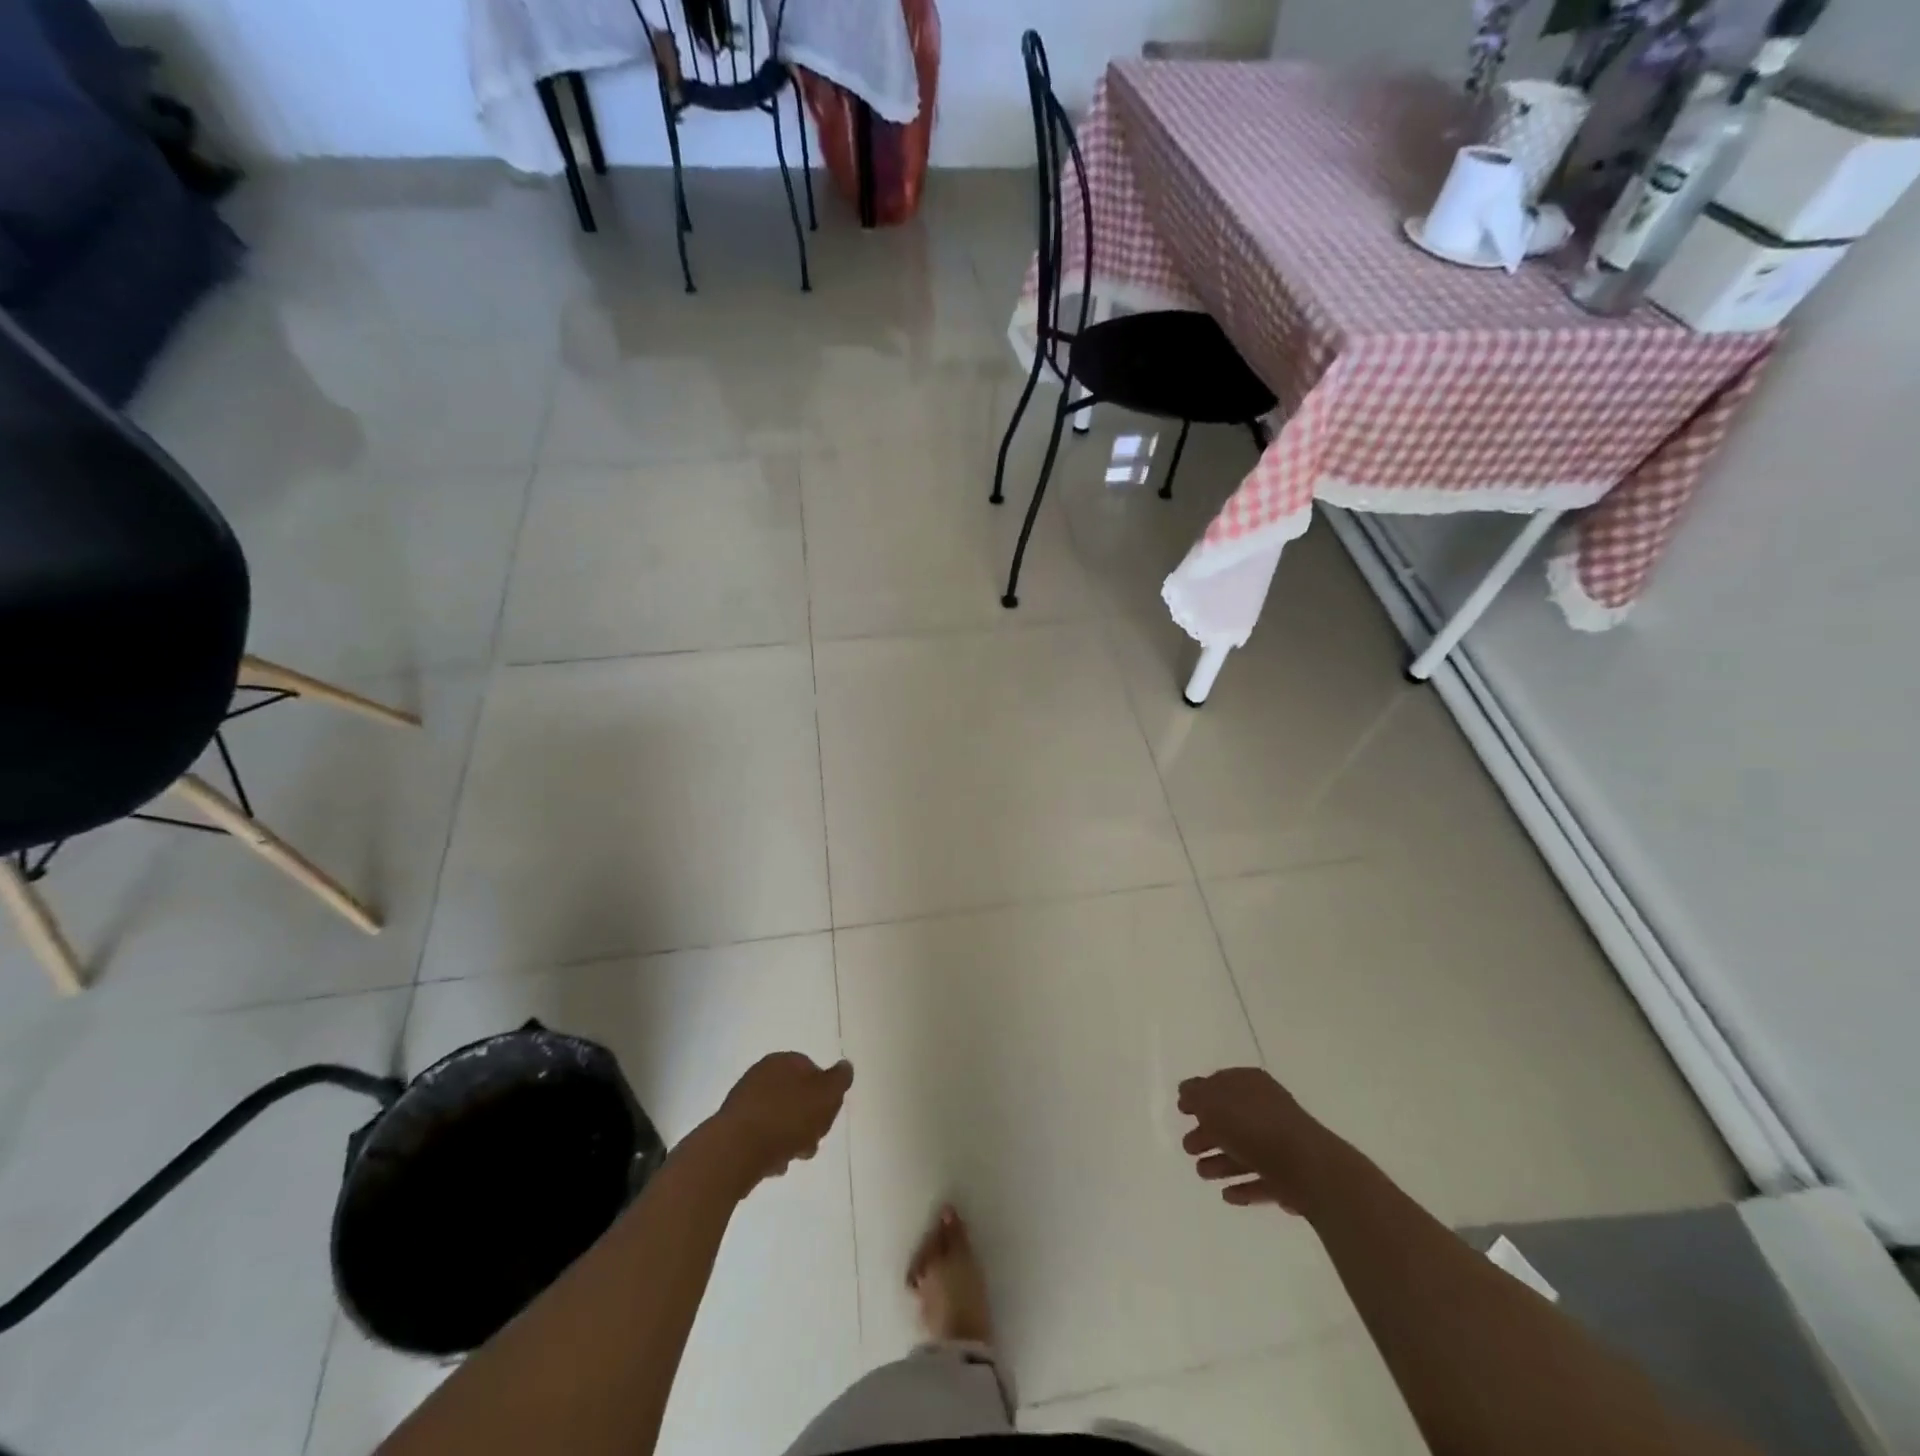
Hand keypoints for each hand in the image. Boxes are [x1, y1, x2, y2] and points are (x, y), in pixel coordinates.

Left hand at [706, 1053, 853, 1188]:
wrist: (734, 1152)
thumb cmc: (786, 1118)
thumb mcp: (826, 1095)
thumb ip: (839, 1080)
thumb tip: (845, 1066)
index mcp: (783, 1061)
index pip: (813, 1071)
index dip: (825, 1095)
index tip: (829, 1115)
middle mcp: (761, 1075)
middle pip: (796, 1097)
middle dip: (809, 1120)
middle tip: (814, 1139)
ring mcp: (744, 1103)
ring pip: (779, 1119)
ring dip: (791, 1137)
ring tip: (795, 1156)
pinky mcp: (732, 1130)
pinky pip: (761, 1137)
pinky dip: (770, 1149)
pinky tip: (775, 1165)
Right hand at [1178, 1067, 1327, 1213]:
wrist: (1308, 1168)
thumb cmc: (1253, 1126)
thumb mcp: (1212, 1102)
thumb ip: (1195, 1095)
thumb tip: (1187, 1093)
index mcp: (1249, 1084)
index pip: (1220, 1084)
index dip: (1199, 1095)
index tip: (1182, 1111)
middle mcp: (1267, 1108)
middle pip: (1231, 1119)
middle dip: (1207, 1133)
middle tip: (1188, 1147)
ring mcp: (1282, 1142)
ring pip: (1244, 1150)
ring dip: (1221, 1162)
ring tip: (1202, 1174)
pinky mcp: (1292, 1176)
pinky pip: (1262, 1179)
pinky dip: (1244, 1186)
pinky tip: (1227, 1196)